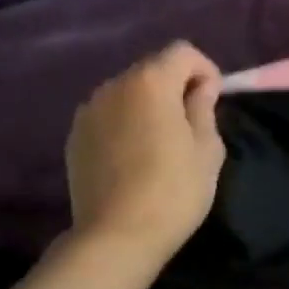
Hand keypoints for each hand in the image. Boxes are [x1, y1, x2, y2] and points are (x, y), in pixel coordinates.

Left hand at [65, 42, 226, 262]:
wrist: (116, 237)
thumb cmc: (173, 191)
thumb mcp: (207, 149)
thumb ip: (204, 108)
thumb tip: (199, 89)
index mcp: (150, 82)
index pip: (183, 52)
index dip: (205, 70)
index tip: (214, 101)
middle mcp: (114, 86)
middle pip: (152, 69)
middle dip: (175, 87)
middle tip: (190, 124)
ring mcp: (88, 111)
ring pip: (128, 93)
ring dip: (148, 105)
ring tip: (160, 143)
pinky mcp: (74, 137)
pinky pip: (108, 116)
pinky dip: (125, 124)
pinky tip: (134, 158)